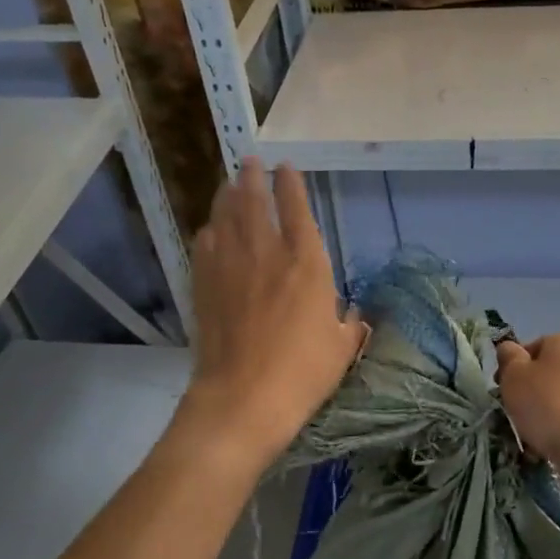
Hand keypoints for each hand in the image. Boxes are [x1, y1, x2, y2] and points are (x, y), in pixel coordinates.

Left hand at [179, 159, 366, 471]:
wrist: (243, 397)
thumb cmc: (303, 372)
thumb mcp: (343, 348)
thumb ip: (350, 325)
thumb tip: (355, 318)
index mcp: (306, 262)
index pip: (296, 209)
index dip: (291, 184)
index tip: (286, 167)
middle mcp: (266, 253)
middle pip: (254, 202)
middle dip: (252, 177)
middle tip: (250, 161)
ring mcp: (230, 267)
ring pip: (226, 217)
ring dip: (228, 195)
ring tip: (230, 182)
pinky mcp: (204, 286)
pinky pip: (204, 246)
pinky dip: (209, 231)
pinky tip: (210, 229)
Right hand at [495, 334, 559, 490]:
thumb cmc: (548, 403)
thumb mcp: (514, 375)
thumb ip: (508, 358)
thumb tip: (509, 349)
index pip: (533, 348)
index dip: (513, 367)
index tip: (502, 389)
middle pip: (548, 374)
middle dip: (530, 393)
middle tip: (514, 414)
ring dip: (544, 415)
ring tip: (529, 437)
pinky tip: (547, 448)